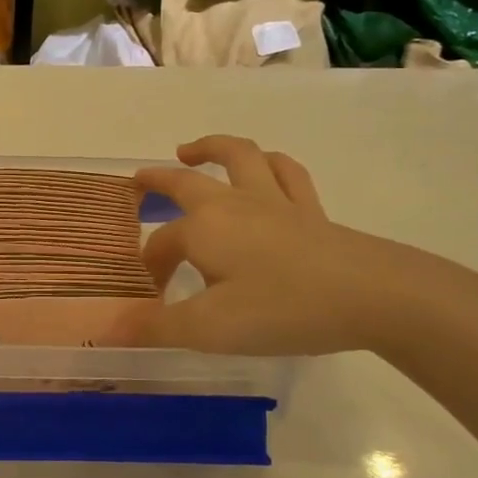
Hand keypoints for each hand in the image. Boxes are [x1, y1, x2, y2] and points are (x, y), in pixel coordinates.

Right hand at [119, 136, 434, 355]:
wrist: (371, 295)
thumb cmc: (282, 310)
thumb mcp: (209, 328)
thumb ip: (155, 327)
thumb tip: (105, 330)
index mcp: (203, 228)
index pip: (160, 245)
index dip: (149, 269)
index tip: (150, 301)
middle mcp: (233, 204)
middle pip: (187, 181)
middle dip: (159, 180)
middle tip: (139, 180)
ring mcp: (275, 201)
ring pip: (239, 158)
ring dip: (212, 148)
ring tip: (192, 150)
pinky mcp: (311, 210)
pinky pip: (286, 173)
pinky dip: (269, 164)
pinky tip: (265, 167)